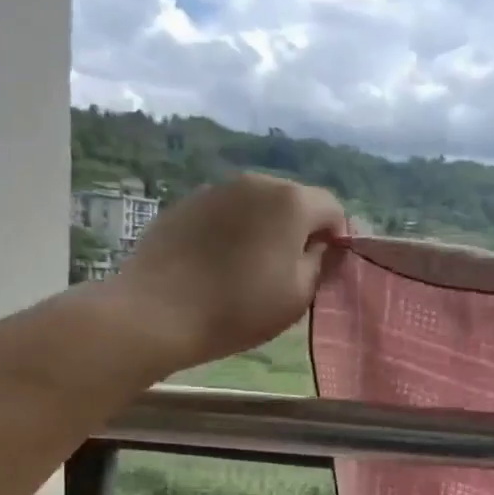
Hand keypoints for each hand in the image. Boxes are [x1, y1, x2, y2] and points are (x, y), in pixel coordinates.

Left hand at [110, 174, 347, 373]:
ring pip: (257, 204)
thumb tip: (323, 246)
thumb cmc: (239, 308)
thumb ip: (320, 264)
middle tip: (290, 269)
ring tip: (251, 267)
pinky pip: (225, 212)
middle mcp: (256, 182)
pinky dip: (232, 230)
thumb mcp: (297, 296)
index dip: (336, 237)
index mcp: (291, 202)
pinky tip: (219, 263)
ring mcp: (216, 189)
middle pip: (294, 200)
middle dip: (300, 229)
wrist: (157, 312)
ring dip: (264, 228)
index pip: (332, 208)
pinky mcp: (186, 203)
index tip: (325, 268)